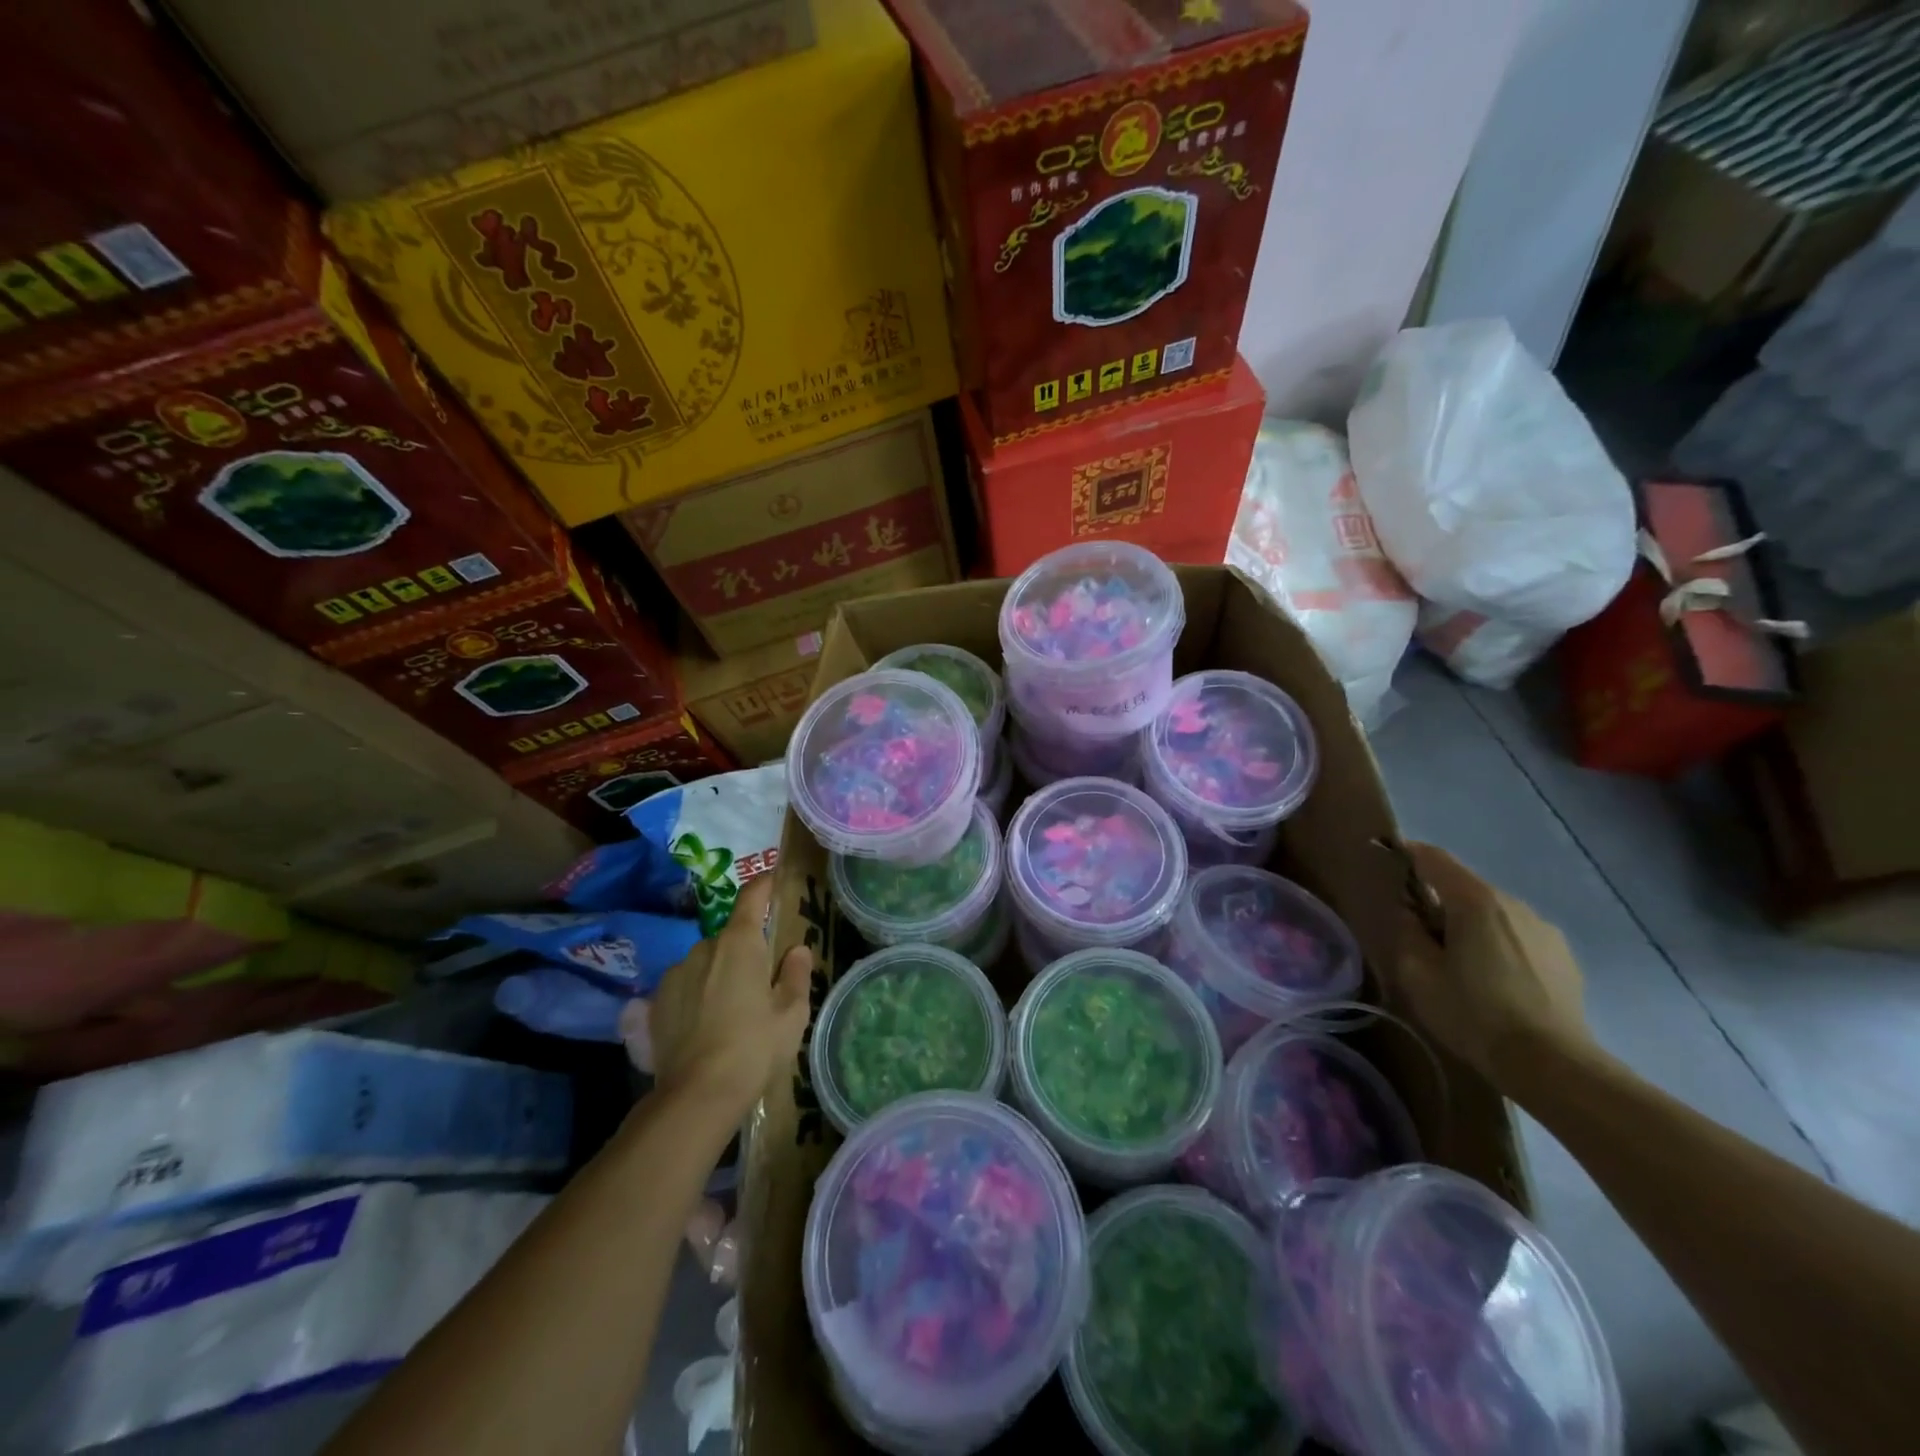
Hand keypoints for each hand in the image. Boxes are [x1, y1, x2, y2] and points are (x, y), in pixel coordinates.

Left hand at [648, 872, 811, 1115]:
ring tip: (730, 1010)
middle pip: (730, 936)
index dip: (764, 885)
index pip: (751, 897)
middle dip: (745, 949)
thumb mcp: (791, 1013)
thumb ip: (796, 974)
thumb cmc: (754, 1047)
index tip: (773, 879)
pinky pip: (684, 986)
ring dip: (718, 973)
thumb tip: (797, 950)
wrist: (696, 1096)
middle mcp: (703, 948)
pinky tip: (704, 1026)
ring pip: (705, 962)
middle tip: (761, 980)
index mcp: (740, 942)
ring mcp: (675, 974)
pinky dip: (696, 995)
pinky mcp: (655, 1003)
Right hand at [1395, 843, 1592, 1082]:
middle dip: (1439, 901)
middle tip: (1420, 934)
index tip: (1387, 856)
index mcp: (1475, 901)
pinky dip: (1499, 945)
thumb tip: (1409, 913)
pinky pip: (1518, 936)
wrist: (1552, 1064)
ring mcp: (1544, 929)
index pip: (1434, 859)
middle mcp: (1513, 904)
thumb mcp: (1418, 974)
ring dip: (1471, 925)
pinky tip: (1495, 981)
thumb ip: (1407, 932)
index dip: (1407, 853)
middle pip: (1464, 887)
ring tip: (1460, 963)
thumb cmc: (1473, 1014)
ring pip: (1493, 913)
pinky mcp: (1564, 956)